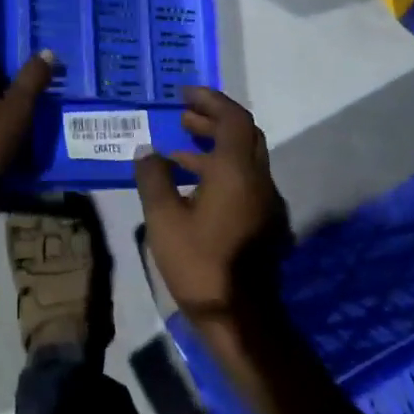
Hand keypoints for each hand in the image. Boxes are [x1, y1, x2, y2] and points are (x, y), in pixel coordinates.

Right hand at [133, 87, 286, 319]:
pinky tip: (191, 189)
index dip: (210, 101)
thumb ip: (153, 178)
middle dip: (213, 121)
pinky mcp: (264, 224)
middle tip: (182, 118)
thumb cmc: (200, 263)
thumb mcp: (163, 219)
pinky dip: (220, 172)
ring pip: (244, 160)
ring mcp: (265, 204)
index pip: (233, 119)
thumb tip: (147, 151)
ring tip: (177, 152)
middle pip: (243, 136)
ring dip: (214, 148)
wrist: (241, 318)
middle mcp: (258, 180)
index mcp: (236, 172)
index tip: (184, 95)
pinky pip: (243, 182)